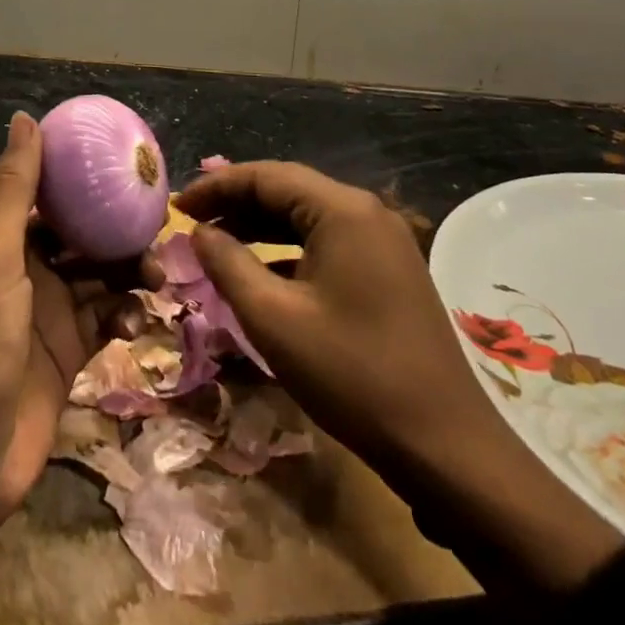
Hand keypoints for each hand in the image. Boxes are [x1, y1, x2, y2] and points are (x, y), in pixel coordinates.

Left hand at [0, 113, 106, 624]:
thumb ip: (12, 187)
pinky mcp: (67, 361)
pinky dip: (125, 317)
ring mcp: (47, 317)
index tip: (130, 170)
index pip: (50, 196)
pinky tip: (138, 324)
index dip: (86, 179)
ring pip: (99, 278)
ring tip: (156, 276)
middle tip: (161, 227)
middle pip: (82, 236)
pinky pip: (105, 324)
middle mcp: (25, 271)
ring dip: (128, 272)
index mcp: (1, 240)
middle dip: (118, 228)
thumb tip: (25, 117)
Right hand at [177, 161, 623, 604]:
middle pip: (288, 189)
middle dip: (236, 201)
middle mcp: (367, 212)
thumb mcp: (273, 318)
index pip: (265, 176)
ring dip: (260, 224)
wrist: (446, 447)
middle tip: (192, 221)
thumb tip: (199, 231)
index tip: (177, 206)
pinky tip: (263, 270)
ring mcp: (384, 241)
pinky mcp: (390, 270)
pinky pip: (328, 241)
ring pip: (307, 215)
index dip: (216, 186)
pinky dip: (289, 247)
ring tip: (217, 240)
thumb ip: (227, 264)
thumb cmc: (352, 375)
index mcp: (343, 211)